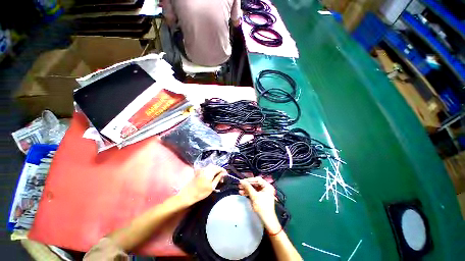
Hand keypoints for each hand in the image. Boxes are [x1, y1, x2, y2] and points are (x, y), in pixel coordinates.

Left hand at [178, 165, 225, 205]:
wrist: (188, 194)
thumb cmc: (201, 192)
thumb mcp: (212, 187)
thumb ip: (218, 178)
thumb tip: (224, 173)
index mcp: (209, 172)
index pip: (219, 168)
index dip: (223, 170)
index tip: (226, 175)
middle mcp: (205, 168)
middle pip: (215, 166)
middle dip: (219, 170)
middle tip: (222, 177)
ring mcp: (201, 169)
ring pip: (211, 166)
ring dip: (215, 170)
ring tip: (217, 177)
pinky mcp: (199, 171)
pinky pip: (207, 168)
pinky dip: (211, 170)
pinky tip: (211, 176)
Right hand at [239, 177, 280, 233]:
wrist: (267, 220)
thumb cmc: (262, 207)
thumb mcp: (254, 196)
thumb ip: (248, 187)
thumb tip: (241, 181)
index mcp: (267, 186)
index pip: (257, 179)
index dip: (249, 180)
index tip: (243, 181)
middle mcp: (266, 188)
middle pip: (255, 183)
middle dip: (247, 185)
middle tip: (240, 185)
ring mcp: (263, 192)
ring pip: (253, 188)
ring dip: (246, 189)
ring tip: (240, 190)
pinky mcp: (260, 197)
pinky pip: (253, 192)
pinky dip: (248, 192)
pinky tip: (242, 193)